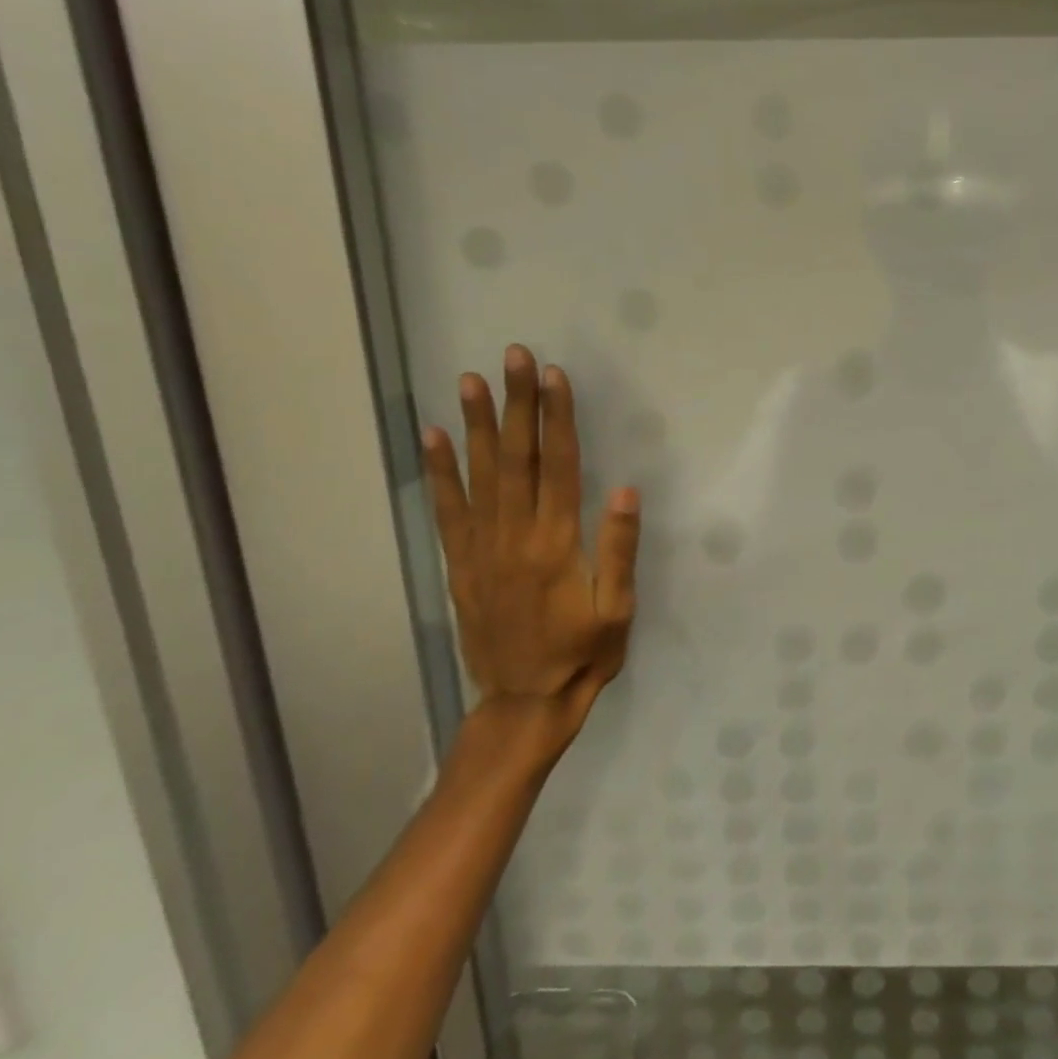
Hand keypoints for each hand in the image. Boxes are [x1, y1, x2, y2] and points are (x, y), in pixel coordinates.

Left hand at [421, 345, 639, 745]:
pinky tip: (434, 436)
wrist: (524, 701)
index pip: (558, 467)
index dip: (557, 419)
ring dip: (477, 424)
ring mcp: (481, 548)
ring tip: (472, 380)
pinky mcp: (462, 563)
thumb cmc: (583, 655)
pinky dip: (439, 471)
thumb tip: (623, 491)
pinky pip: (447, 510)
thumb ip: (618, 550)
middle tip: (514, 358)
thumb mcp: (617, 611)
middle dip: (518, 404)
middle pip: (516, 459)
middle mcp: (514, 537)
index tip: (556, 378)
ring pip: (479, 475)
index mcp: (557, 545)